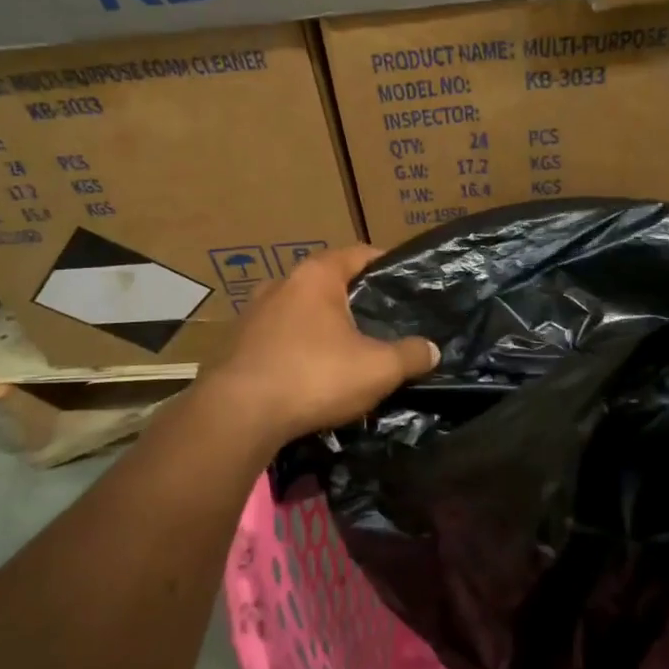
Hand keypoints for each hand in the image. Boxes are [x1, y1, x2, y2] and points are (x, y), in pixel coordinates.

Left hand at [194, 245, 438, 451]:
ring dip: (321, 325)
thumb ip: (410, 355)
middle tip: (381, 321)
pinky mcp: (235, 343)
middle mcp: (281, 283)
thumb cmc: (313, 376)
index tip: (405, 282)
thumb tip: (432, 350)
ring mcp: (253, 313)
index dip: (386, 265)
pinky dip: (296, 347)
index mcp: (316, 275)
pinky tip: (309, 373)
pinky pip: (277, 337)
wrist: (237, 415)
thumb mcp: (377, 368)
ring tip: (346, 349)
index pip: (360, 253)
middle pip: (328, 282)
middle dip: (354, 299)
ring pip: (300, 311)